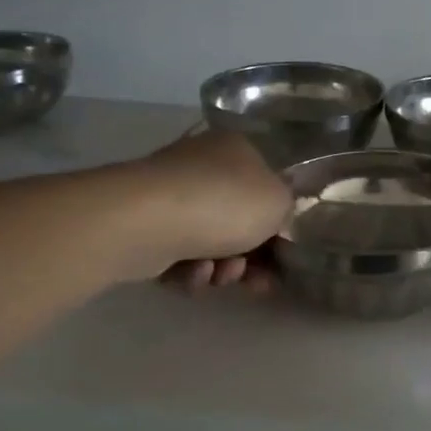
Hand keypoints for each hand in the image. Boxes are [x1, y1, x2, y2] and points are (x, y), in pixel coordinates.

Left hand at [133, 129, 289, 285]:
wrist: (149, 222)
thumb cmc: (225, 203)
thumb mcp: (279, 202)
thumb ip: (286, 209)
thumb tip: (275, 215)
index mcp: (236, 149)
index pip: (265, 187)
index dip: (278, 225)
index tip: (284, 256)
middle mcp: (201, 166)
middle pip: (237, 221)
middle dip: (250, 257)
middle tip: (257, 281)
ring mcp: (169, 196)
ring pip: (209, 243)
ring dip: (222, 268)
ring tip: (220, 276)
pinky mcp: (144, 227)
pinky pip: (178, 256)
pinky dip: (190, 271)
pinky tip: (192, 274)